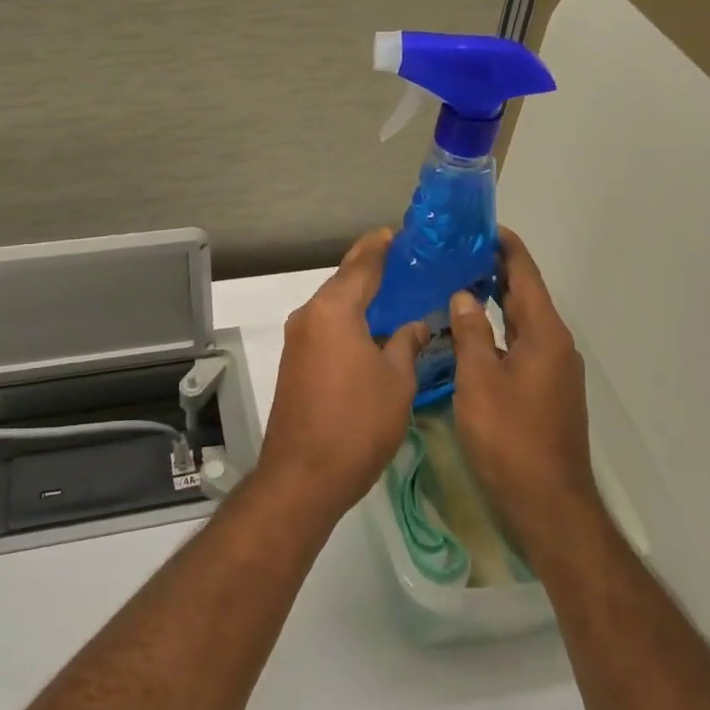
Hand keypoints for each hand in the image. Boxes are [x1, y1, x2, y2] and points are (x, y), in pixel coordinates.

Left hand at [257, 228, 430, 522]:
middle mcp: (309, 316)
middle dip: (372, 269)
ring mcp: (297, 340)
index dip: (382, 246)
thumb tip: (414, 325)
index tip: (402, 233)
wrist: (303, 475)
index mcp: (333, 310)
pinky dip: (348, 319)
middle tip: (407, 261)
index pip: (361, 264)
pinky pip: (325, 327)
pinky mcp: (294, 362)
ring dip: (360, 297)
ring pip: (333, 305)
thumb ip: (406, 344)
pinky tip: (372, 328)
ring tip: (396, 292)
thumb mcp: (396, 381)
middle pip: (343, 281)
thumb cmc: (357, 423)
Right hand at [448, 228, 600, 557]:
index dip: (505, 246)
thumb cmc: (510, 437)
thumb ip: (471, 332)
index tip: (479, 226)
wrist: (549, 503)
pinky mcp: (545, 390)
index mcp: (544, 333)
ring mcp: (553, 369)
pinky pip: (520, 345)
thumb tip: (464, 295)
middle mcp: (555, 344)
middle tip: (457, 251)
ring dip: (495, 300)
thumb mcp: (479, 381)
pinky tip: (470, 334)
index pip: (525, 274)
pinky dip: (497, 329)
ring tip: (458, 283)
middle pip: (525, 294)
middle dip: (495, 269)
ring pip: (522, 321)